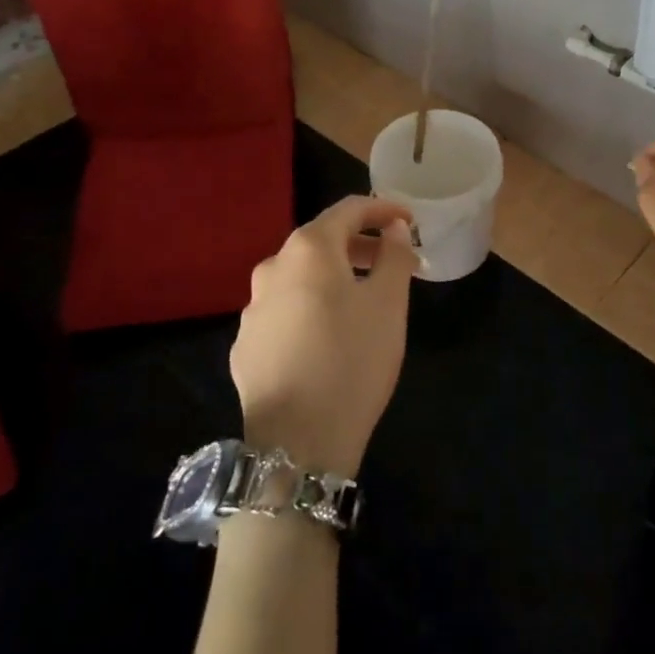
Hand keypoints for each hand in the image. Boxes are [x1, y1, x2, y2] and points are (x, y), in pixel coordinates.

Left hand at [231, 196, 416, 477]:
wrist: (297, 443)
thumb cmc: (353, 360)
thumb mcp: (390, 304)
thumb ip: (394, 255)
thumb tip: (394, 229)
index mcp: (308, 249)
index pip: (348, 210)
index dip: (383, 209)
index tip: (409, 220)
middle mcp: (272, 268)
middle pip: (322, 242)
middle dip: (362, 246)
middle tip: (395, 263)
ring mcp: (252, 308)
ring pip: (301, 278)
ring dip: (336, 277)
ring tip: (366, 301)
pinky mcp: (245, 346)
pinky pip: (285, 311)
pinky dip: (312, 307)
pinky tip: (330, 336)